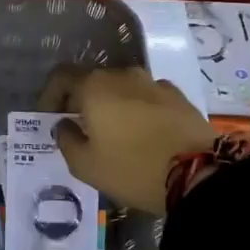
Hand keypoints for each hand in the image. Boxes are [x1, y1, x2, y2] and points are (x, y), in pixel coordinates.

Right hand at [40, 65, 214, 215]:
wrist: (201, 174)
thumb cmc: (133, 168)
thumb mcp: (86, 166)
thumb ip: (66, 140)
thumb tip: (64, 125)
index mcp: (95, 87)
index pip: (62, 77)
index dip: (50, 95)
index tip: (49, 117)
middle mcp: (123, 76)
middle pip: (92, 81)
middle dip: (81, 101)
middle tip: (79, 128)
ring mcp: (154, 83)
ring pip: (121, 88)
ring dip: (111, 105)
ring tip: (113, 132)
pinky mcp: (178, 97)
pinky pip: (147, 97)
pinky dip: (138, 109)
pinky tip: (142, 133)